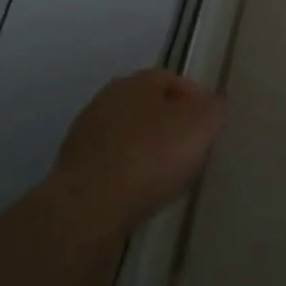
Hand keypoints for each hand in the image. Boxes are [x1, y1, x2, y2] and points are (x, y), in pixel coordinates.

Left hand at [47, 68, 226, 229]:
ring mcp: (85, 134)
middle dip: (168, 122)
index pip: (172, 79)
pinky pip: (110, 163)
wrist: (90, 205)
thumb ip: (213, 108)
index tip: (209, 123)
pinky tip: (140, 191)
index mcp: (138, 81)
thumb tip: (211, 103)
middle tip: (190, 146)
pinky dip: (126, 171)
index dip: (194, 98)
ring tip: (166, 173)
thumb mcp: (201, 125)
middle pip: (146, 105)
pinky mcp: (72, 170)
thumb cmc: (152, 155)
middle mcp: (107, 99)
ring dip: (145, 148)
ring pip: (126, 134)